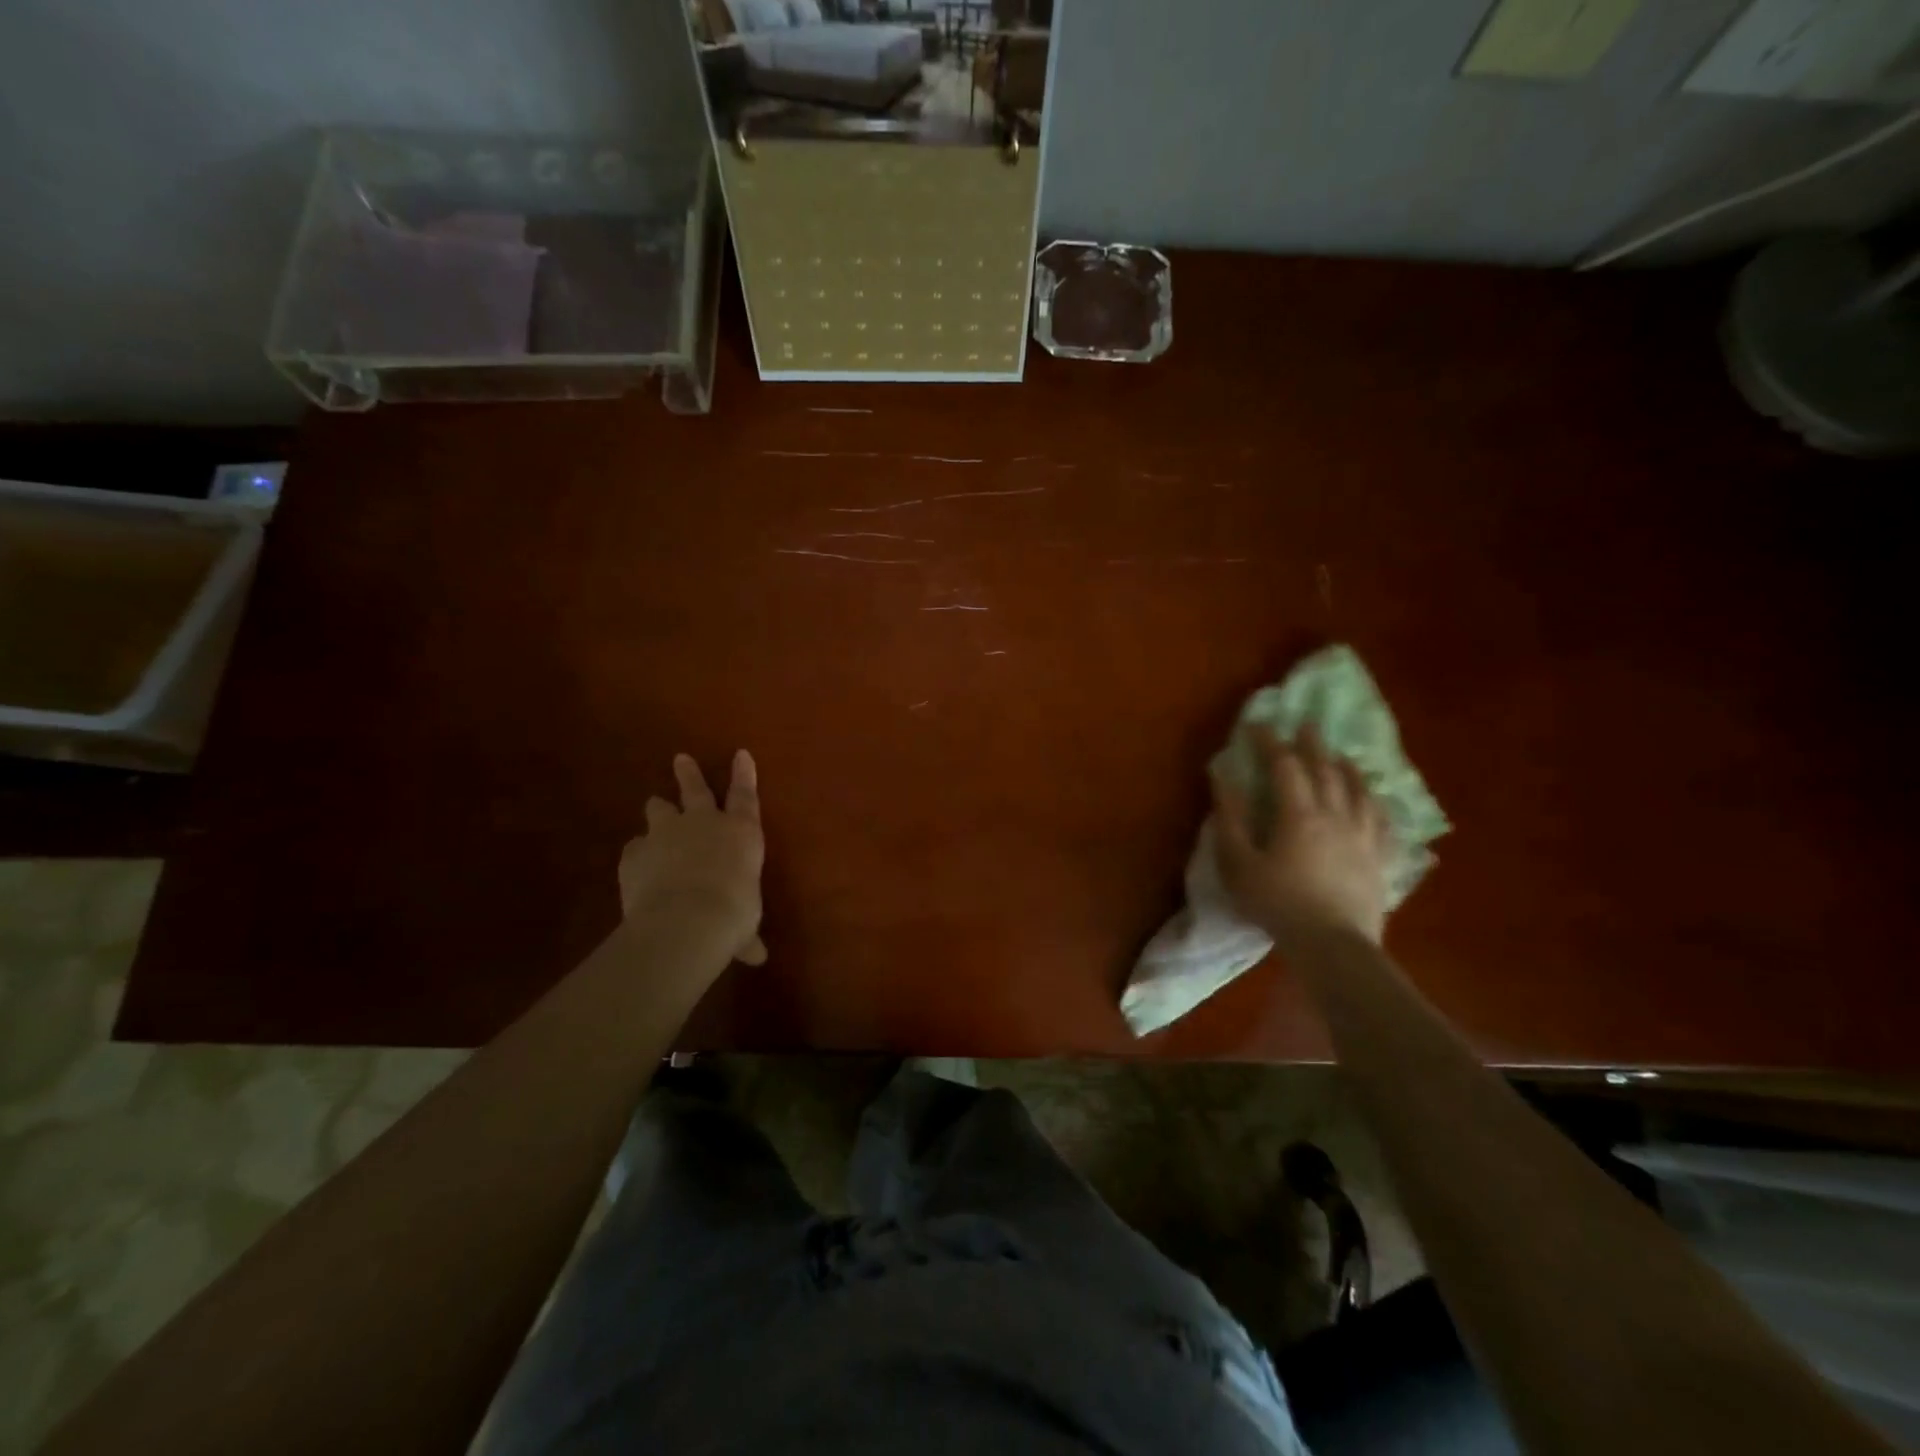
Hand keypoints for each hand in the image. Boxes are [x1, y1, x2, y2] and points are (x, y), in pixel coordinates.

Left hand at [619, 751, 767, 968]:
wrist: (686, 920)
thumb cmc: (733, 914)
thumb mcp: (745, 926)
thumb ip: (747, 936)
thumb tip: (756, 957)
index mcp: (741, 832)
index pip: (746, 794)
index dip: (744, 773)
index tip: (741, 752)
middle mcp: (704, 823)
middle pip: (695, 789)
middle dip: (688, 774)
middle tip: (680, 759)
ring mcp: (666, 833)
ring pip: (659, 809)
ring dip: (658, 811)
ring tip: (656, 811)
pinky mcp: (635, 852)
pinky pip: (635, 846)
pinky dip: (638, 853)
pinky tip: (637, 863)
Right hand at [1212, 724, 1391, 944]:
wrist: (1333, 945)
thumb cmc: (1276, 903)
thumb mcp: (1238, 862)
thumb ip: (1229, 817)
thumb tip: (1221, 776)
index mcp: (1298, 813)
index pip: (1284, 765)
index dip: (1270, 742)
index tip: (1258, 726)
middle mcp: (1335, 815)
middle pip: (1326, 770)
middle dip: (1312, 744)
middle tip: (1305, 724)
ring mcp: (1363, 836)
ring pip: (1359, 790)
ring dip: (1347, 767)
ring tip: (1341, 755)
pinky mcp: (1380, 858)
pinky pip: (1382, 820)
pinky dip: (1374, 801)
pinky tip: (1373, 799)